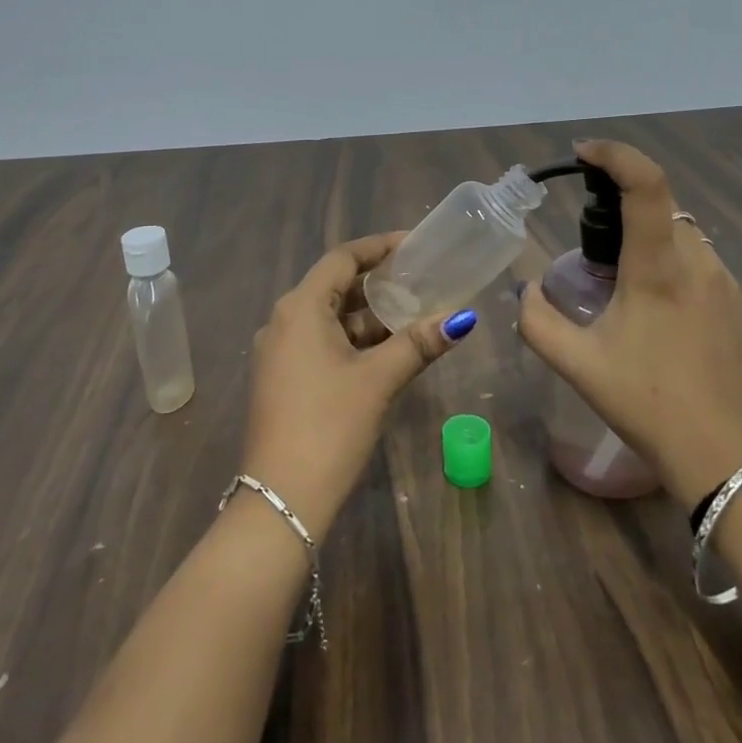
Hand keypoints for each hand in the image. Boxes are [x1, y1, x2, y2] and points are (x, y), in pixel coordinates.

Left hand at [241, 233, 476, 538]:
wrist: (280, 498)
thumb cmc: (329, 425)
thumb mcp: (378, 379)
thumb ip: (418, 343)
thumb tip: (462, 318)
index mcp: (300, 308)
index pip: (342, 259)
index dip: (379, 247)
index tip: (414, 245)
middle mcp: (283, 321)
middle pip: (334, 286)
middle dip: (377, 283)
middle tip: (420, 280)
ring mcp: (279, 352)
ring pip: (329, 319)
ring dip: (368, 316)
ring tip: (412, 315)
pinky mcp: (282, 378)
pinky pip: (320, 343)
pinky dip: (353, 340)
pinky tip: (385, 351)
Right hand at [515, 139, 741, 509]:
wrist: (725, 458)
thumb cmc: (645, 404)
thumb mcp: (577, 365)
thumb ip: (536, 320)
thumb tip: (524, 290)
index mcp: (658, 268)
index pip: (645, 184)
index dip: (616, 155)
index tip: (585, 153)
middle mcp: (700, 264)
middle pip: (663, 211)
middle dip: (627, 214)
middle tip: (596, 252)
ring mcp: (731, 288)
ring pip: (687, 242)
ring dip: (655, 247)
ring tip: (629, 292)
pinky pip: (707, 273)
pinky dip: (680, 276)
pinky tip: (666, 322)